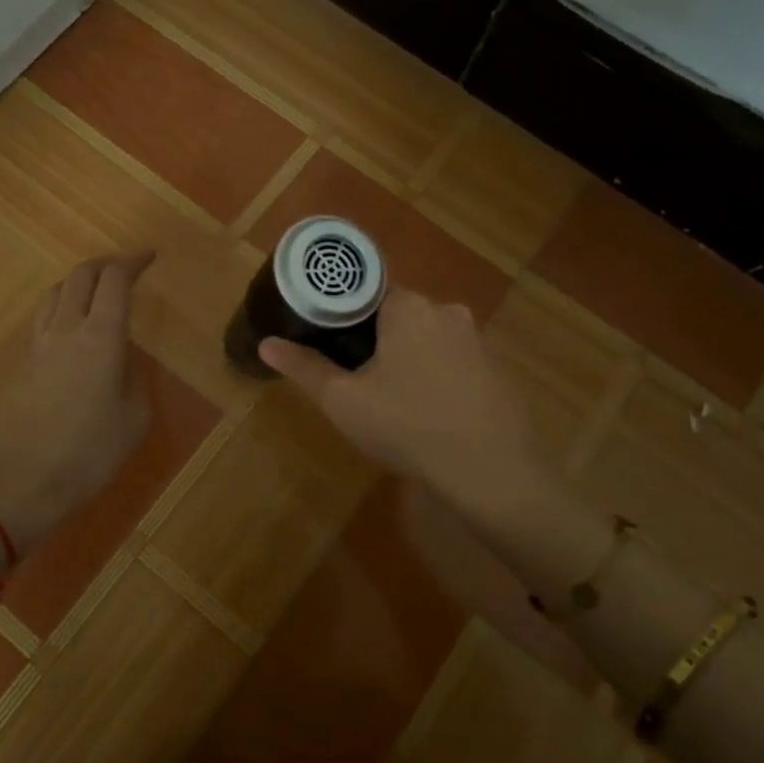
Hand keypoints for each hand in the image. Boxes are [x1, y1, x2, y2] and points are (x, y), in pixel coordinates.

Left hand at [0, 252, 153, 553]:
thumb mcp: (135, 418)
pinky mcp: (22, 364)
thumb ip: (133, 378)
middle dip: (105, 264)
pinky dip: (62, 307)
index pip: (115, 280)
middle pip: (81, 275)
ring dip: (78, 282)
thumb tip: (122, 360)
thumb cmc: (90, 454)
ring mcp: (38, 345)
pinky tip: (72, 328)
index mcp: (101, 337)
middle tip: (125, 269)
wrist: (22, 484)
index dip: (133, 262)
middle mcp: (67, 329)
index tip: (149, 258)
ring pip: (55, 292)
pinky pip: (43, 319)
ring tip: (96, 292)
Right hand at [261, 285, 607, 603]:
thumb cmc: (409, 427)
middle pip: (399, 312)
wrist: (492, 473)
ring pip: (428, 336)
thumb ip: (305, 368)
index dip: (344, 312)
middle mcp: (447, 310)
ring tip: (391, 396)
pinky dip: (437, 373)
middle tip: (354, 373)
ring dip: (409, 356)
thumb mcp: (345, 401)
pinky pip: (454, 359)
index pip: (368, 289)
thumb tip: (267, 344)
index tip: (329, 337)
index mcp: (409, 307)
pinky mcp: (497, 368)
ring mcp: (478, 339)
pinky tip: (429, 410)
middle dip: (376, 337)